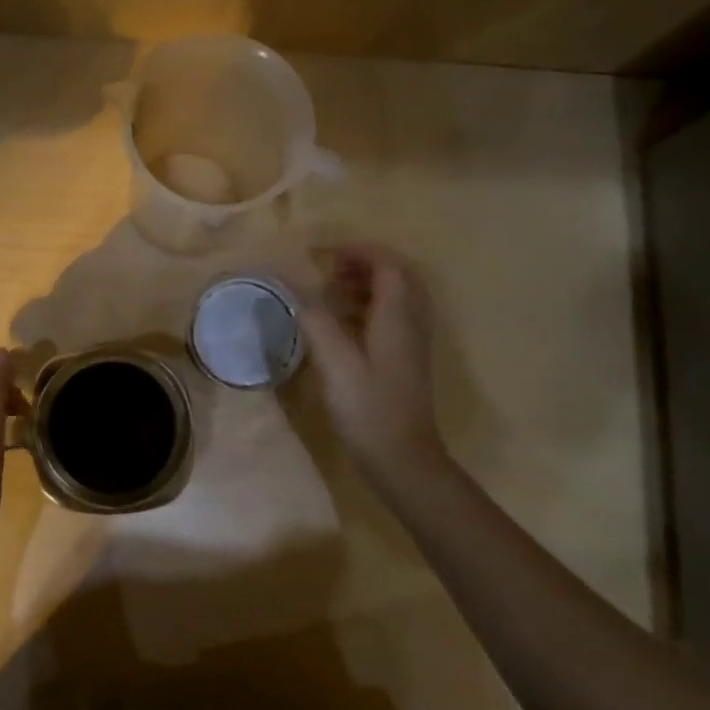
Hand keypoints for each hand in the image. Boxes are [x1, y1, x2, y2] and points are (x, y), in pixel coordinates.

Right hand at [300, 246, 449, 484]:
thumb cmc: (369, 408)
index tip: (323, 256)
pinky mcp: (406, 358)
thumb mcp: (336, 364)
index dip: (358, 251)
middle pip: (398, 275)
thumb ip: (316, 322)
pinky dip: (369, 306)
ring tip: (332, 291)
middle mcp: (412, 322)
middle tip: (330, 270)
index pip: (388, 264)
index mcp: (398, 317)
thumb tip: (297, 292)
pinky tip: (343, 323)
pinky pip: (393, 315)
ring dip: (367, 284)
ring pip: (397, 295)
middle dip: (364, 264)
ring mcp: (412, 341)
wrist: (402, 458)